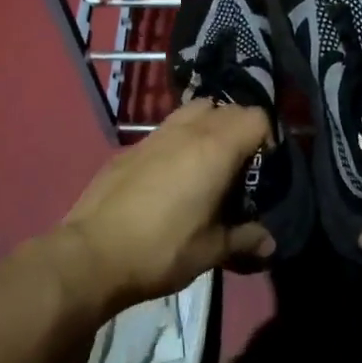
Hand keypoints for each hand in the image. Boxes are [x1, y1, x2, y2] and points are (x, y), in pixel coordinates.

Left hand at [61, 99, 276, 309]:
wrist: (92, 254)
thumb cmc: (162, 250)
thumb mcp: (211, 250)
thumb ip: (244, 239)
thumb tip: (269, 242)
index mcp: (215, 148)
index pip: (256, 117)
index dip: (267, 137)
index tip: (264, 167)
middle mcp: (188, 130)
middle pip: (227, 108)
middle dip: (240, 129)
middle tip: (240, 166)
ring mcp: (156, 135)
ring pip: (194, 110)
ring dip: (209, 126)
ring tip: (208, 163)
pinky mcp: (131, 148)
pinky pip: (167, 129)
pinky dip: (180, 139)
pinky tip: (172, 175)